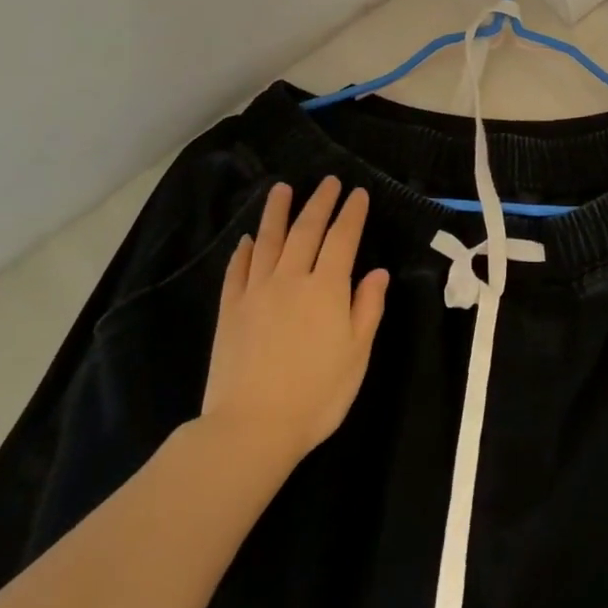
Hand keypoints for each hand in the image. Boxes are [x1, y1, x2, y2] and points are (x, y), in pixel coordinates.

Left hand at [202, 178, 390, 463]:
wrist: (252, 425)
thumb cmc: (317, 394)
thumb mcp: (357, 354)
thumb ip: (367, 308)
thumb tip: (377, 272)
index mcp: (327, 289)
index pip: (342, 239)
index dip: (351, 214)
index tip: (358, 193)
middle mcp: (291, 279)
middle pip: (305, 231)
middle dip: (319, 203)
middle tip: (328, 182)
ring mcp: (256, 292)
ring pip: (268, 241)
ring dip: (276, 212)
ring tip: (281, 189)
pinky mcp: (230, 309)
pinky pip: (237, 269)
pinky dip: (244, 250)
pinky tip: (248, 239)